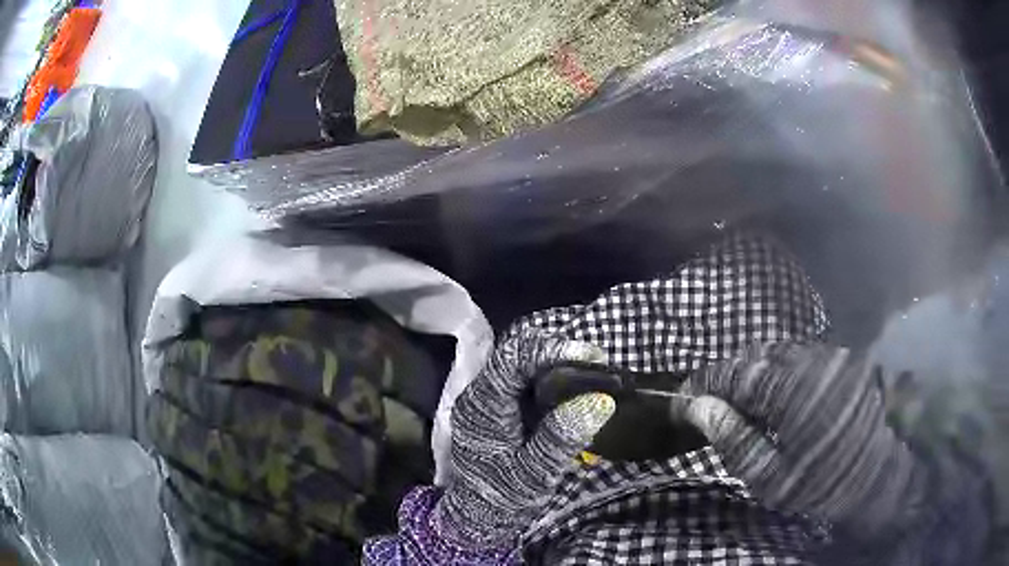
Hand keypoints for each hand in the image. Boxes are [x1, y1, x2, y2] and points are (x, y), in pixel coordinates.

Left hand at [436, 330, 615, 548]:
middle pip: (518, 352)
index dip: (552, 350)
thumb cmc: (504, 496)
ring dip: (558, 361)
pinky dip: (553, 375)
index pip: (513, 359)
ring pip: (523, 361)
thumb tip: (600, 400)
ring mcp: (489, 397)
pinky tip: (575, 388)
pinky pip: (527, 377)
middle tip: (597, 365)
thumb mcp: (535, 473)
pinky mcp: (500, 404)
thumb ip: (562, 438)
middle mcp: (481, 393)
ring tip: (592, 374)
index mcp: (483, 406)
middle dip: (559, 352)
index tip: (592, 358)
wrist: (480, 512)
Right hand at [671, 342, 927, 540]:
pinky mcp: (839, 359)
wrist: (877, 472)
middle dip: (728, 378)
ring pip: (776, 352)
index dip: (703, 384)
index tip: (682, 400)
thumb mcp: (770, 476)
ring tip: (743, 401)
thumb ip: (734, 439)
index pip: (734, 373)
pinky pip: (798, 355)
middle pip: (754, 356)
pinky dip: (777, 370)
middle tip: (712, 406)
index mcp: (790, 390)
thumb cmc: (821, 481)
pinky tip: (777, 394)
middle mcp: (808, 360)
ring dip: (753, 372)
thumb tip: (698, 407)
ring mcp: (827, 355)